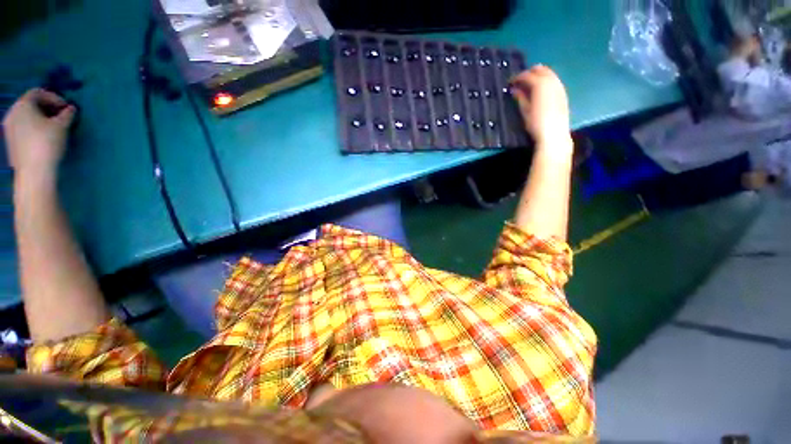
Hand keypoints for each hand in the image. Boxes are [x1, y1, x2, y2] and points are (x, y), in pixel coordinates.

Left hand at [3, 88, 75, 179]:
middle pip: (30, 104)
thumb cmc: (47, 143)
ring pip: (26, 116)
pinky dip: (34, 127)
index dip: (54, 97)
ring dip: (41, 118)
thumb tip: (71, 109)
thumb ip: (67, 114)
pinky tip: (43, 136)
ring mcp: (9, 127)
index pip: (38, 93)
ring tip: (53, 126)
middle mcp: (12, 112)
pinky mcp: (11, 140)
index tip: (67, 107)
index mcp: (23, 105)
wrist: (33, 171)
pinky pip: (23, 127)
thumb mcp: (61, 126)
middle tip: (61, 116)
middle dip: (47, 108)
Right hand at [511, 65, 571, 148]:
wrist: (554, 133)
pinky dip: (545, 81)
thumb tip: (514, 89)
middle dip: (529, 73)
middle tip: (519, 82)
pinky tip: (540, 90)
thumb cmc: (536, 123)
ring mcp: (559, 85)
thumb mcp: (525, 111)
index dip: (517, 78)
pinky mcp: (563, 92)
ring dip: (538, 76)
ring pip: (548, 72)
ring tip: (529, 85)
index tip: (510, 83)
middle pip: (540, 69)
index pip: (526, 75)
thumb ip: (520, 97)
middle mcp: (551, 81)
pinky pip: (553, 80)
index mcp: (540, 84)